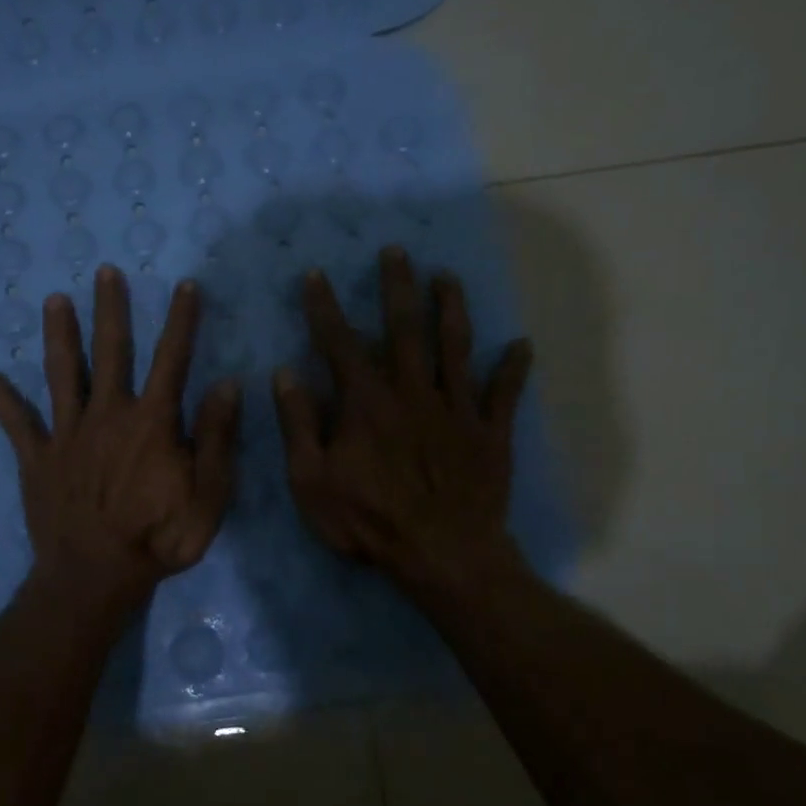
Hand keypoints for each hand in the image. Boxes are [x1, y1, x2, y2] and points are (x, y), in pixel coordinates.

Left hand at [0, 264, 241, 604]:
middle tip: (105, 271)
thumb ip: (217, 439)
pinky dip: (2, 400)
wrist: (95, 577)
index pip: (171, 360)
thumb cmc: (158, 539)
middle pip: (110, 352)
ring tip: (53, 300)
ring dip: (59, 335)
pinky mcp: (37, 458)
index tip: (184, 285)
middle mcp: (107, 415)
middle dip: (110, 309)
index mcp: (151, 422)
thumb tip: (227, 384)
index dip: (180, 321)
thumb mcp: (208, 497)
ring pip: (62, 374)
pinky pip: (17, 424)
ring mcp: (67, 434)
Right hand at [272, 246, 532, 598]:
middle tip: (396, 251)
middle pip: (405, 329)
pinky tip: (520, 344)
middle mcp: (412, 392)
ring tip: (448, 277)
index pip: (340, 344)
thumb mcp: (312, 481)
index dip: (325, 308)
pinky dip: (513, 368)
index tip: (316, 274)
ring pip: (456, 348)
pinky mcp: (489, 433)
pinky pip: (504, 393)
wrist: (443, 555)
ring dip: (451, 309)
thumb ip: (299, 425)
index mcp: (366, 403)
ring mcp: (456, 410)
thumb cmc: (369, 521)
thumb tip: (285, 374)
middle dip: (397, 287)